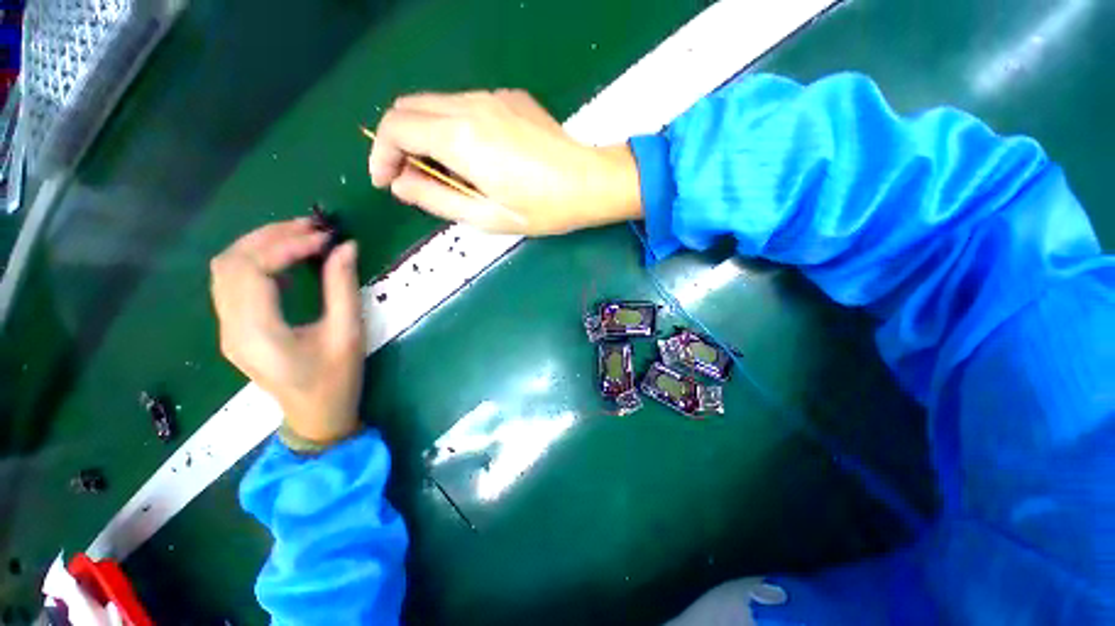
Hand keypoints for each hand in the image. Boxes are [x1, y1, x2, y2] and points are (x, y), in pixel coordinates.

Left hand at [210, 219, 364, 445]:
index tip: (324, 238)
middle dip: (269, 236)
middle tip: (311, 227)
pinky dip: (255, 260)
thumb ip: (343, 288)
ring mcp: (227, 329)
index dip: (286, 245)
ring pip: (225, 269)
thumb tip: (346, 247)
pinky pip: (232, 282)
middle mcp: (231, 328)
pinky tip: (284, 258)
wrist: (316, 415)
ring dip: (259, 244)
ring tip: (298, 234)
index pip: (253, 270)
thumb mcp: (348, 334)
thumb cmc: (336, 379)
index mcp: (257, 333)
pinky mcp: (234, 329)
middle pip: (231, 263)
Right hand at [368, 89, 642, 234]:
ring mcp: (493, 96)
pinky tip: (475, 155)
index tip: (386, 181)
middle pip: (409, 108)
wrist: (589, 183)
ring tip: (445, 172)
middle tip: (411, 177)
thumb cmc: (542, 209)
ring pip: (436, 104)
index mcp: (461, 137)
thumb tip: (400, 184)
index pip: (396, 128)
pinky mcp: (510, 98)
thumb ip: (436, 199)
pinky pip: (465, 105)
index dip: (380, 154)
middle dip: (398, 142)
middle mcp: (471, 105)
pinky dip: (453, 127)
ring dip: (426, 135)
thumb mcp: (486, 217)